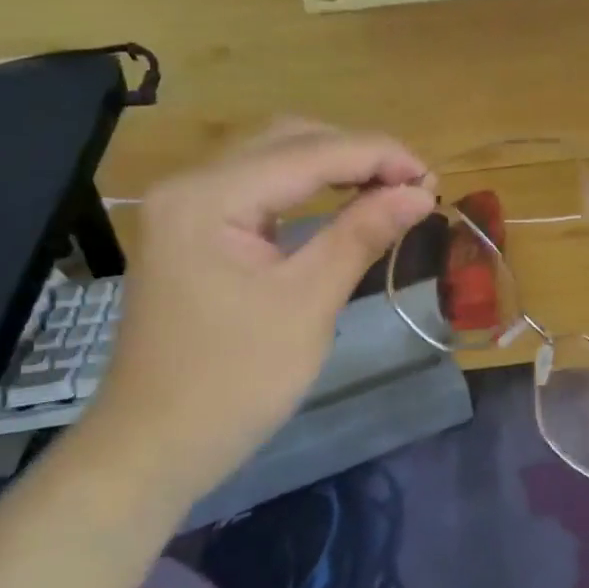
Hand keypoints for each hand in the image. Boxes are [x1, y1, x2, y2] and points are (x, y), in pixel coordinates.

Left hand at [86, 119, 435, 497]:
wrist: (154, 447)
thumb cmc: (234, 383)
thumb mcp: (307, 304)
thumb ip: (361, 234)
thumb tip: (420, 192)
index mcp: (208, 196)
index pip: (308, 152)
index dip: (378, 156)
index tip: (434, 177)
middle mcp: (190, 183)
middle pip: (288, 140)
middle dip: (358, 154)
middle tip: (415, 184)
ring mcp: (186, 206)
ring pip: (273, 158)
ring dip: (334, 165)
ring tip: (390, 188)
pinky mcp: (193, 229)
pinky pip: (259, 188)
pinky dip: (306, 187)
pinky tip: (343, 199)